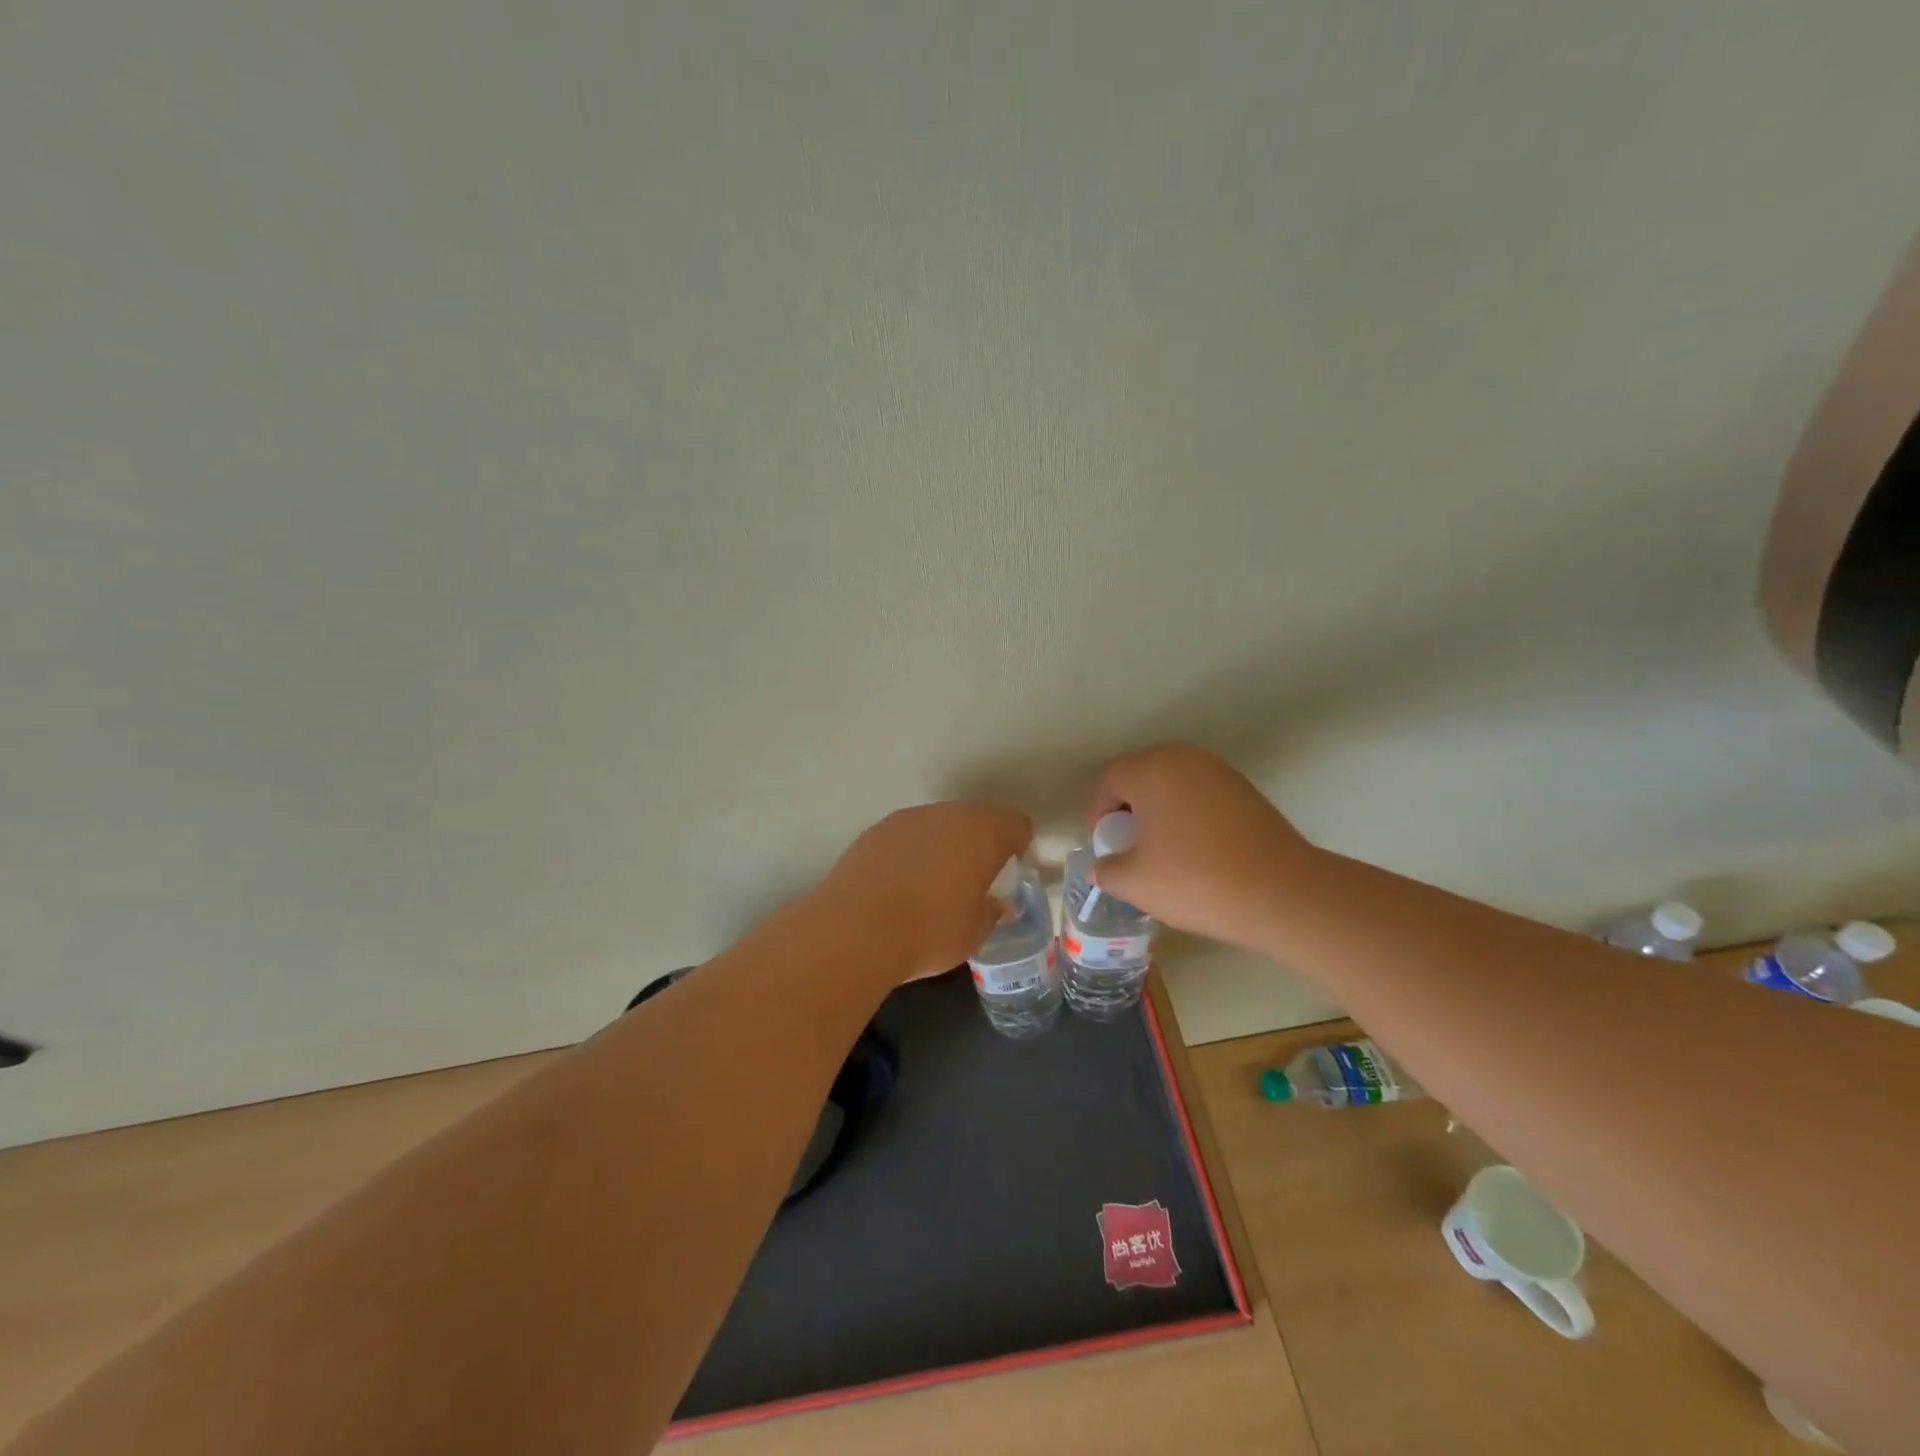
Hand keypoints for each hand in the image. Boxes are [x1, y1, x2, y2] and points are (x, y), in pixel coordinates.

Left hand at [820, 803, 1033, 982]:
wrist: (856, 929)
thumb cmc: (930, 931)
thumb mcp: (975, 932)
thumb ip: (991, 911)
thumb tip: (995, 904)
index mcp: (982, 833)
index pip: (1015, 825)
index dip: (1018, 846)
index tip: (1009, 872)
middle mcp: (947, 815)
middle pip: (974, 820)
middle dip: (978, 844)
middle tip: (973, 880)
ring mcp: (907, 819)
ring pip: (937, 825)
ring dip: (942, 846)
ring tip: (932, 884)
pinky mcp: (874, 831)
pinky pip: (906, 837)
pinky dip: (910, 853)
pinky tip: (899, 885)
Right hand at [1086, 745, 1315, 950]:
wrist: (1282, 893)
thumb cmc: (1195, 880)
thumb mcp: (1134, 883)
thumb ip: (1106, 870)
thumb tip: (1103, 866)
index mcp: (1151, 770)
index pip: (1110, 780)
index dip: (1099, 813)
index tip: (1105, 846)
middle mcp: (1185, 759)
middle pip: (1142, 776)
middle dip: (1129, 809)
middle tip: (1129, 847)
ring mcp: (1220, 772)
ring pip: (1174, 785)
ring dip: (1161, 812)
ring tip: (1163, 852)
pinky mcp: (1246, 790)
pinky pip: (1202, 796)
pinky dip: (1190, 816)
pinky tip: (1197, 852)